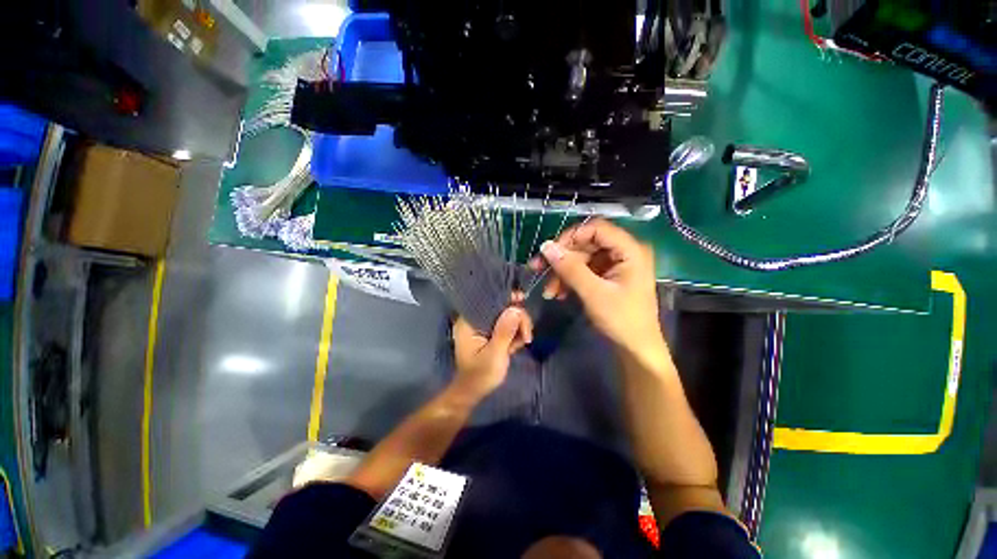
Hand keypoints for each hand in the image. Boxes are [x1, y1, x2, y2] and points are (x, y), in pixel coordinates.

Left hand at [449, 307, 532, 404]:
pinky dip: (515, 333)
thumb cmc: (480, 376)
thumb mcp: (494, 355)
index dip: (506, 299)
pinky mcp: (491, 332)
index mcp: (468, 322)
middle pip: (501, 307)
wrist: (474, 393)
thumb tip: (515, 309)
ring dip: (519, 327)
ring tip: (522, 343)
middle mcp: (475, 320)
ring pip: (507, 315)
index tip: (521, 301)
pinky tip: (516, 345)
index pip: (488, 301)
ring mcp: (483, 326)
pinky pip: (507, 325)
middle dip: (517, 318)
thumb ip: (504, 332)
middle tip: (526, 336)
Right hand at [529, 218, 664, 359]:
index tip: (549, 251)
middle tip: (538, 269)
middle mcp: (624, 252)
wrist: (636, 349)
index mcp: (630, 250)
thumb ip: (570, 268)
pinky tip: (559, 294)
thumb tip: (546, 246)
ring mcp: (616, 265)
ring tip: (549, 291)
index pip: (596, 229)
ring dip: (563, 272)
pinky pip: (585, 271)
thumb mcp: (593, 293)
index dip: (571, 237)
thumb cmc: (622, 321)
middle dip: (562, 258)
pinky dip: (570, 280)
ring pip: (582, 259)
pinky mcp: (608, 277)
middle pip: (586, 244)